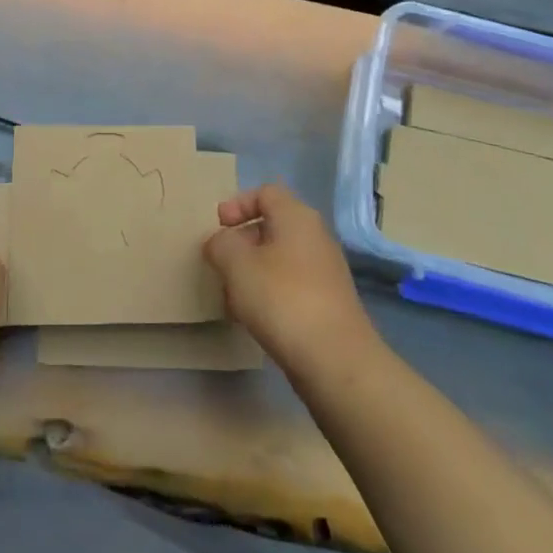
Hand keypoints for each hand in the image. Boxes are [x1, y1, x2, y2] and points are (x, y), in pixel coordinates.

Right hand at [204, 184, 374, 372]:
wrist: (335, 359)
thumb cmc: (282, 299)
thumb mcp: (237, 265)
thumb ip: (221, 244)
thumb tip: (221, 241)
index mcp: (296, 217)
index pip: (265, 192)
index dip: (238, 204)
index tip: (218, 227)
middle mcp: (315, 236)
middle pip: (272, 225)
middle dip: (242, 241)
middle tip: (220, 262)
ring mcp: (324, 270)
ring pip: (279, 258)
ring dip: (252, 271)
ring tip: (231, 295)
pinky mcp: (327, 302)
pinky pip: (290, 284)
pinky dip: (268, 292)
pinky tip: (253, 317)